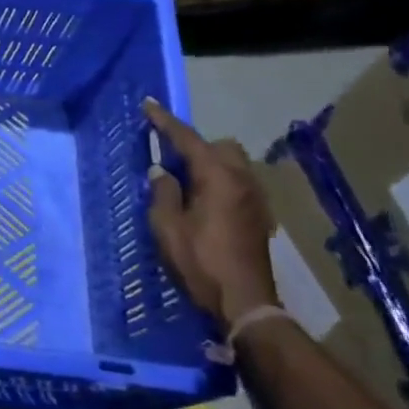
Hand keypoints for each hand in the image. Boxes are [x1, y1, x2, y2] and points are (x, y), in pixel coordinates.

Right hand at [143, 99, 277, 331]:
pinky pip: (237, 183)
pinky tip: (204, 203)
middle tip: (169, 158)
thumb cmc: (200, 262)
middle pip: (219, 146)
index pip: (187, 139)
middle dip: (195, 145)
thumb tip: (162, 172)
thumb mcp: (167, 227)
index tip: (148, 105)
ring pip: (232, 164)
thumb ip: (163, 193)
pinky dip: (219, 181)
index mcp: (217, 177)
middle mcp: (242, 180)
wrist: (245, 303)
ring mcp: (255, 198)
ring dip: (209, 164)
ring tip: (185, 181)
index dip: (165, 121)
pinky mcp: (259, 216)